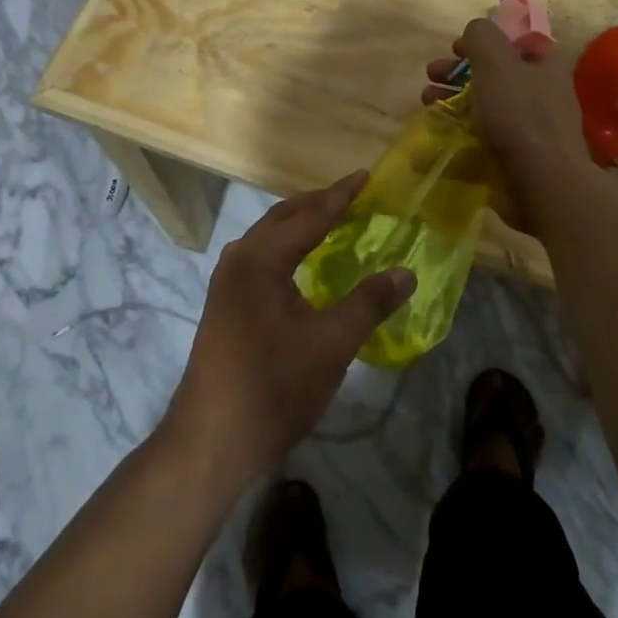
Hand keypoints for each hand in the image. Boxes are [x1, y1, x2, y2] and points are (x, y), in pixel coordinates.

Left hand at [164, 173, 414, 485]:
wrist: (210, 441)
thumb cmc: (274, 386)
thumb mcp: (331, 344)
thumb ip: (369, 303)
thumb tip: (406, 273)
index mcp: (261, 258)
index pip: (309, 215)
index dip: (340, 196)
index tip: (365, 176)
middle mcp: (239, 259)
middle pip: (284, 218)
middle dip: (318, 204)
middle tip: (353, 196)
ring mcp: (226, 282)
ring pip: (269, 237)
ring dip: (300, 225)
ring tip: (332, 221)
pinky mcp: (224, 304)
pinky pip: (261, 257)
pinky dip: (287, 247)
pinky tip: (303, 264)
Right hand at [422, 18, 591, 223]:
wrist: (542, 184)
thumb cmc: (519, 114)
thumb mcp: (496, 61)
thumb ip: (481, 37)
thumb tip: (472, 33)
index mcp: (544, 66)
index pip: (512, 42)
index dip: (482, 41)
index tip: (454, 48)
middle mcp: (541, 94)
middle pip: (492, 74)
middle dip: (457, 72)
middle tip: (431, 74)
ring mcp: (529, 130)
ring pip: (484, 107)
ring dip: (452, 101)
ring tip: (426, 104)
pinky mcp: (516, 159)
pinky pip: (482, 140)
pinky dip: (458, 135)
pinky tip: (437, 135)